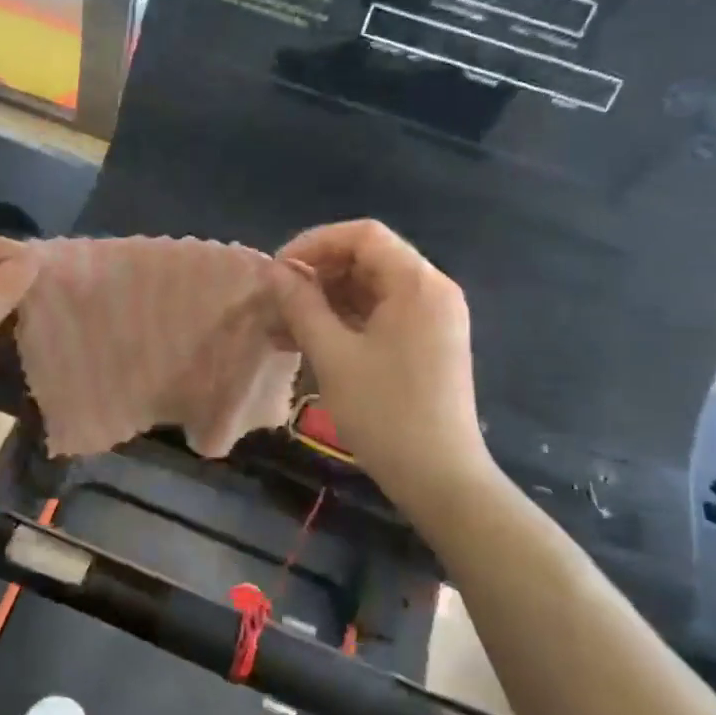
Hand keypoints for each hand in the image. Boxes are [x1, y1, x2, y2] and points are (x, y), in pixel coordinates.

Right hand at [269, 220, 492, 499]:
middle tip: (276, 302)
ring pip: (370, 290)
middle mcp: (431, 291)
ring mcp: (432, 319)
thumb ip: (301, 305)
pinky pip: (380, 316)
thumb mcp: (333, 355)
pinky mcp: (426, 344)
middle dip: (316, 275)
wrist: (441, 478)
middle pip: (367, 260)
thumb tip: (274, 271)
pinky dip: (344, 322)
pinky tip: (307, 342)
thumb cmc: (385, 412)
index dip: (314, 244)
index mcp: (417, 283)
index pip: (362, 236)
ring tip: (281, 327)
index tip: (278, 272)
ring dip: (325, 302)